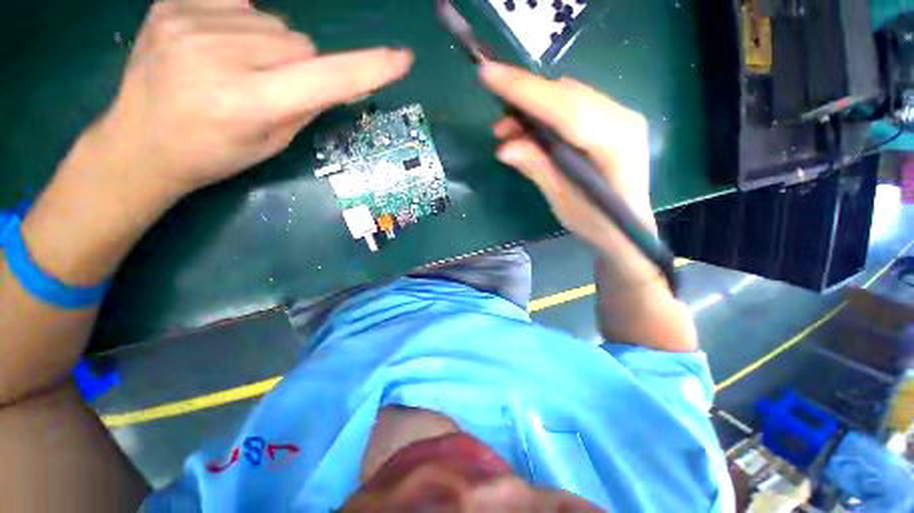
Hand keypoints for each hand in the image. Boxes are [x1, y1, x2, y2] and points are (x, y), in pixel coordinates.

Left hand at [90, 0, 413, 199]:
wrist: (140, 144)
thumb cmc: (214, 154)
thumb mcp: (272, 143)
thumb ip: (307, 106)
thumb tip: (338, 79)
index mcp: (248, 103)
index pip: (325, 79)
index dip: (367, 69)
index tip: (401, 59)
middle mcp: (218, 56)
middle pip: (300, 43)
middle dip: (300, 65)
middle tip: (270, 88)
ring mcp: (188, 23)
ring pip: (273, 22)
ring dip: (271, 45)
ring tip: (238, 69)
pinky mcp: (171, 4)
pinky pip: (238, 1)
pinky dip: (242, 22)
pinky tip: (217, 43)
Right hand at [480, 61, 654, 257]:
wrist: (626, 228)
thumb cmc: (597, 223)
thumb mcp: (563, 200)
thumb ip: (538, 168)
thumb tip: (504, 148)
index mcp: (616, 143)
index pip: (565, 109)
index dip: (527, 93)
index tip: (489, 76)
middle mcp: (621, 118)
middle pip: (566, 95)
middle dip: (525, 98)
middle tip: (494, 116)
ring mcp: (617, 116)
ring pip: (566, 97)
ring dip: (532, 109)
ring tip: (504, 131)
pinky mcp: (607, 120)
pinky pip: (570, 107)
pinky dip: (543, 114)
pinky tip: (524, 132)